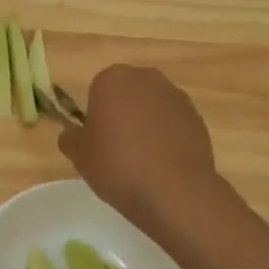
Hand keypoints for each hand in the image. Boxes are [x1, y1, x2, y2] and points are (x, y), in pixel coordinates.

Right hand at [59, 65, 222, 238]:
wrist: (172, 190)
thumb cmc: (116, 165)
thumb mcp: (78, 155)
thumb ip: (70, 137)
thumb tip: (73, 133)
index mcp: (113, 79)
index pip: (97, 91)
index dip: (96, 117)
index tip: (97, 142)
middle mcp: (147, 78)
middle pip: (128, 95)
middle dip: (122, 116)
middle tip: (117, 150)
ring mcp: (177, 97)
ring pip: (152, 109)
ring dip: (146, 126)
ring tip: (142, 162)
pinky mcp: (198, 119)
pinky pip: (173, 125)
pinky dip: (167, 139)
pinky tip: (163, 166)